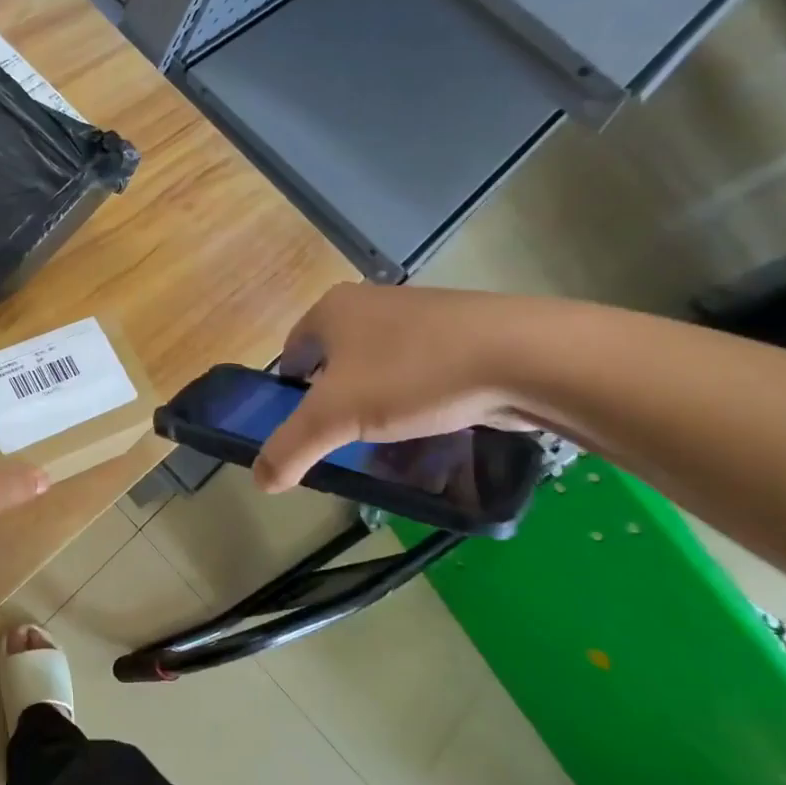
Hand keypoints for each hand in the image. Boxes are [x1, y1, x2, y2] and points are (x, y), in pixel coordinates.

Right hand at [252, 284, 544, 492]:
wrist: (525, 356)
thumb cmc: (411, 375)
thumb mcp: (334, 418)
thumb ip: (289, 448)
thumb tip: (260, 481)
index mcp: (331, 309)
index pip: (291, 354)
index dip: (288, 394)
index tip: (303, 429)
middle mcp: (370, 303)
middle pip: (335, 363)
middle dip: (335, 403)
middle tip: (344, 439)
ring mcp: (419, 315)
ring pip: (379, 369)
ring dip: (376, 404)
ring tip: (389, 439)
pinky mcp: (462, 333)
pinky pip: (419, 371)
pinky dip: (416, 399)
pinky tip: (430, 425)